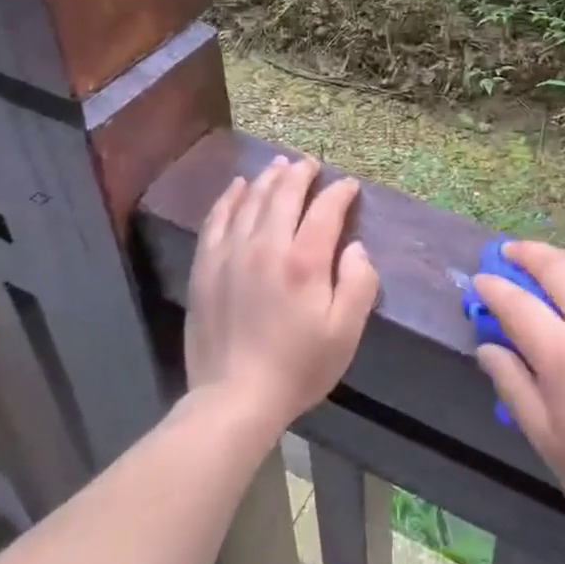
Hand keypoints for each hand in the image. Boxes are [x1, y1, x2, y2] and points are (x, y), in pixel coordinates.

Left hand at [185, 156, 378, 430]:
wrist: (233, 399)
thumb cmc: (297, 367)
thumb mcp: (345, 333)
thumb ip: (359, 283)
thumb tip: (356, 247)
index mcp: (304, 261)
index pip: (325, 210)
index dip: (340, 193)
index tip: (349, 186)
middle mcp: (266, 246)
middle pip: (284, 194)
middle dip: (301, 173)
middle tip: (311, 164)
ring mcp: (231, 253)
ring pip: (251, 200)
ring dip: (268, 178)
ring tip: (280, 165)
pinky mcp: (205, 266)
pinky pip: (217, 218)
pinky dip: (229, 197)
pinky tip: (237, 186)